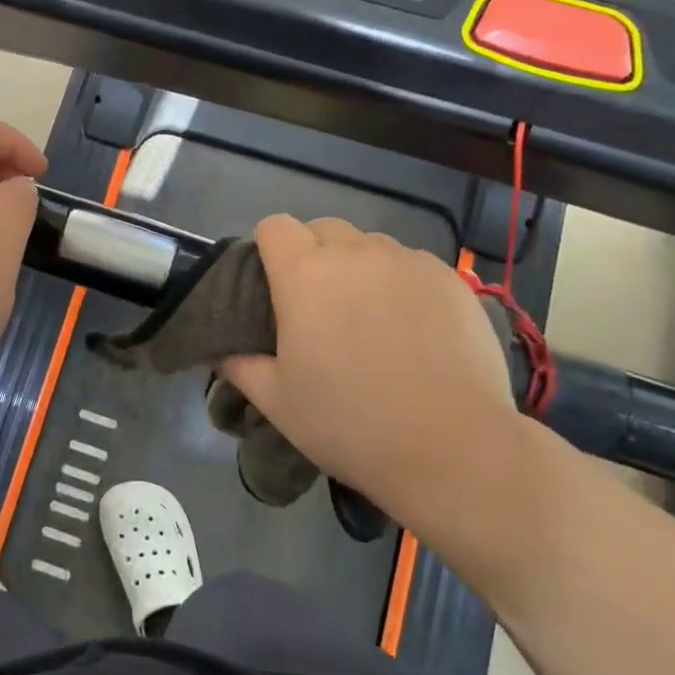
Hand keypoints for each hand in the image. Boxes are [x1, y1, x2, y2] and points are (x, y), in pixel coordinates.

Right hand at [221, 216, 528, 551]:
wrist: (453, 448)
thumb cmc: (350, 424)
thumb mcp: (277, 401)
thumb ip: (240, 365)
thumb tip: (222, 348)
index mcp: (304, 274)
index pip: (275, 226)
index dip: (268, 248)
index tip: (272, 284)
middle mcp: (354, 253)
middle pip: (322, 228)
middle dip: (313, 254)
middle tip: (319, 306)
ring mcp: (406, 261)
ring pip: (369, 245)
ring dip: (358, 267)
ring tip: (369, 316)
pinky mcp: (449, 278)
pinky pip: (411, 264)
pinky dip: (400, 282)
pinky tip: (413, 327)